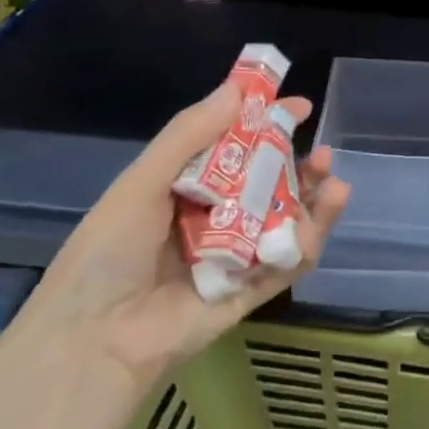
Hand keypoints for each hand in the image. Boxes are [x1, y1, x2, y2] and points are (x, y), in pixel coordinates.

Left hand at [11, 82, 350, 386]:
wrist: (94, 341)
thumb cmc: (109, 252)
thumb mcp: (142, 183)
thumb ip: (190, 135)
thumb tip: (237, 87)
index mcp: (183, 190)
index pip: (233, 150)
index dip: (265, 126)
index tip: (298, 107)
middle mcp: (212, 219)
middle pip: (266, 186)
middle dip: (298, 166)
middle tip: (323, 152)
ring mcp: (233, 257)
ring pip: (284, 222)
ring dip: (313, 200)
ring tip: (334, 181)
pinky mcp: (249, 292)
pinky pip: (286, 263)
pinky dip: (309, 239)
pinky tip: (327, 211)